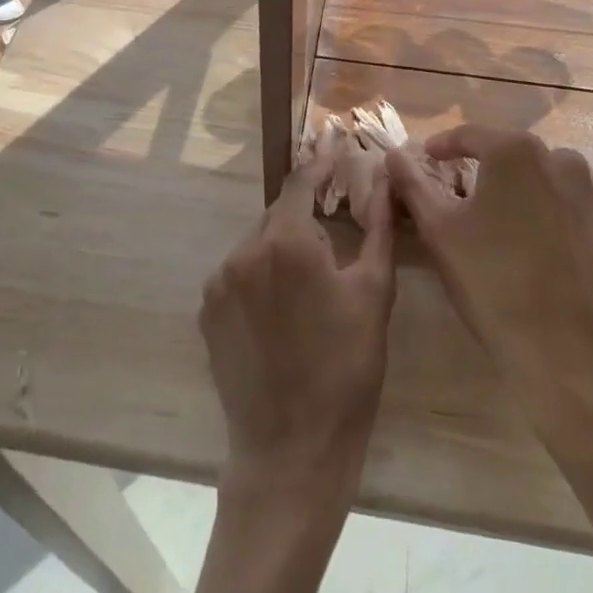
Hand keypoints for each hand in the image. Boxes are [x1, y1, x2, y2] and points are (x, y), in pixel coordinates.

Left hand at [200, 155, 395, 496]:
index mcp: (287, 242)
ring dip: (283, 245)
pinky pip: (238, 273)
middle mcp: (244, 251)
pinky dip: (261, 273)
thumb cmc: (347, 370)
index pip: (301, 181)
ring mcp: (219, 282)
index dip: (320, 160)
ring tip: (311, 277)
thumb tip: (385, 180)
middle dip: (305, 211)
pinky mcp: (207, 311)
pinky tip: (283, 306)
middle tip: (333, 223)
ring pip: (257, 242)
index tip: (334, 141)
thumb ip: (378, 227)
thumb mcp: (374, 294)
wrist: (292, 452)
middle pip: (279, 212)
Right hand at [386, 127, 592, 439]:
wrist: (573, 353)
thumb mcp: (440, 232)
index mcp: (514, 152)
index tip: (427, 160)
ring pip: (549, 178)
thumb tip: (393, 155)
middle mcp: (560, 159)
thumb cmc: (493, 284)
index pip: (470, 135)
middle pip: (512, 155)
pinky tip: (545, 246)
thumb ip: (413, 186)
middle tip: (466, 199)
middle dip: (487, 170)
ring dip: (525, 191)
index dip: (443, 147)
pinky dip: (557, 215)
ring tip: (508, 224)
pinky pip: (577, 207)